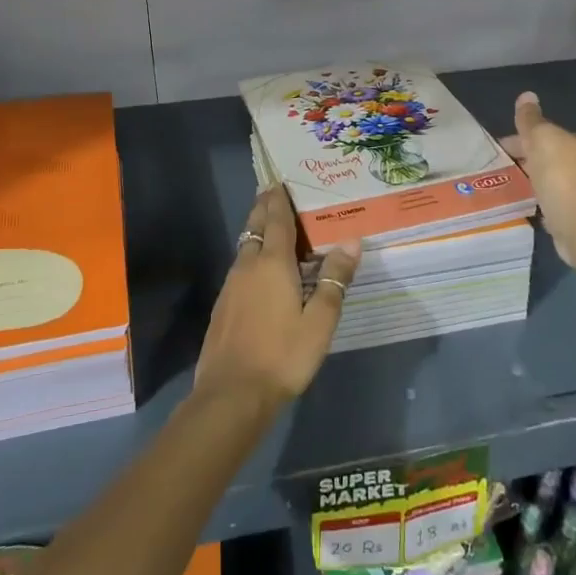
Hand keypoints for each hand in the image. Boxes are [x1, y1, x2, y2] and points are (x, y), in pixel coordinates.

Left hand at [194, 185, 360, 412]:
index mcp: (273, 264)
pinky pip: (240, 266)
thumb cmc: (283, 355)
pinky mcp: (223, 305)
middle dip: (264, 208)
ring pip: (245, 246)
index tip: (280, 181)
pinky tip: (259, 270)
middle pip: (256, 227)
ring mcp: (231, 285)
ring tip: (270, 226)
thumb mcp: (320, 321)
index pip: (277, 221)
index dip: (279, 200)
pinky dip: (251, 255)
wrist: (232, 394)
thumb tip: (351, 241)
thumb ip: (335, 280)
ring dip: (257, 231)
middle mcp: (248, 266)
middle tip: (272, 192)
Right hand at [501, 91, 575, 312]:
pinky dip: (534, 200)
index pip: (541, 134)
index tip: (495, 149)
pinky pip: (546, 202)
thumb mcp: (541, 139)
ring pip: (544, 179)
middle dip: (522, 158)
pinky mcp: (568, 215)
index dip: (517, 138)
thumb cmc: (560, 175)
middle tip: (494, 167)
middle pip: (543, 156)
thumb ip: (531, 120)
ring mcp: (574, 191)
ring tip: (502, 185)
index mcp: (571, 143)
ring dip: (528, 179)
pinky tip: (520, 204)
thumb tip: (527, 95)